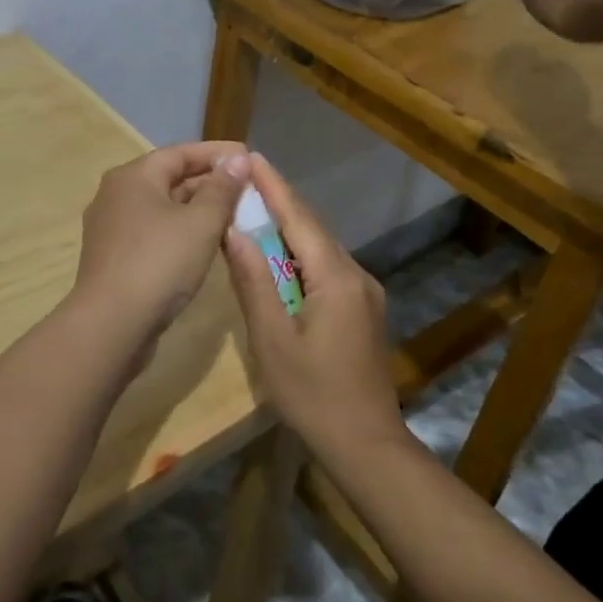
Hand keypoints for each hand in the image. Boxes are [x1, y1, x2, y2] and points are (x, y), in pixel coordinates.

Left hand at [68, 142, 249, 350]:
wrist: (110, 325)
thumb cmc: (159, 264)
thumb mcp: (201, 223)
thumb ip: (222, 189)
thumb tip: (238, 159)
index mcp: (133, 177)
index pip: (181, 153)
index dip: (217, 153)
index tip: (249, 158)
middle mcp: (117, 194)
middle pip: (170, 178)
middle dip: (209, 183)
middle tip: (247, 190)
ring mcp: (112, 228)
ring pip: (162, 208)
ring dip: (197, 209)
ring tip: (234, 216)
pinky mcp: (114, 257)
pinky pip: (154, 232)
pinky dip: (181, 232)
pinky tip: (205, 245)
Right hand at [219, 153, 402, 453]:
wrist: (367, 444)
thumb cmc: (313, 394)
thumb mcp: (272, 340)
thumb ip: (253, 282)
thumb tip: (235, 232)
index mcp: (335, 277)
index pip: (299, 218)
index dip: (274, 187)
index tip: (252, 157)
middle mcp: (356, 274)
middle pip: (313, 227)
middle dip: (280, 201)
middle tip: (245, 180)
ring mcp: (364, 292)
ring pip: (321, 247)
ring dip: (290, 227)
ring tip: (255, 209)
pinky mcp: (363, 309)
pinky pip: (327, 267)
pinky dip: (300, 253)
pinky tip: (280, 256)